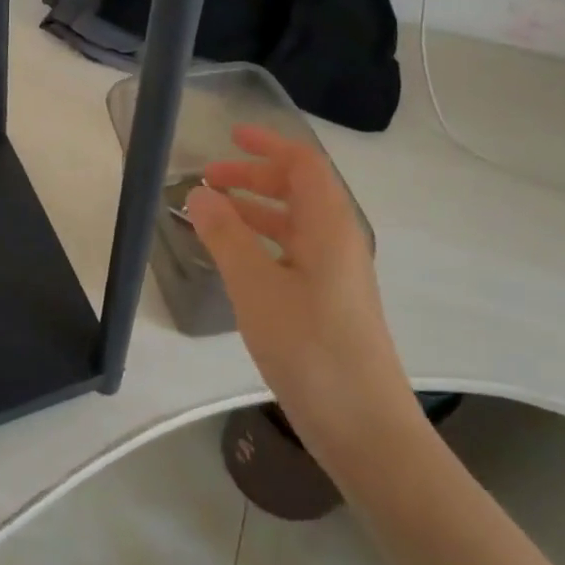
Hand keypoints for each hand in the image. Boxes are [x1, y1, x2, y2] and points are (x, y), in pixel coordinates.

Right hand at [186, 125, 421, 474]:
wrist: (365, 428)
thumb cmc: (311, 349)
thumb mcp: (256, 287)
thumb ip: (226, 236)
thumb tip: (199, 193)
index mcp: (329, 228)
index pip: (304, 165)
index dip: (268, 145)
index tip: (230, 136)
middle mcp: (338, 242)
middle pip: (298, 191)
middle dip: (253, 178)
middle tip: (206, 181)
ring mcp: (336, 275)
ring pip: (293, 224)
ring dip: (253, 211)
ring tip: (210, 216)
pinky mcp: (328, 304)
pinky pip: (291, 254)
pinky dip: (259, 243)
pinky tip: (233, 260)